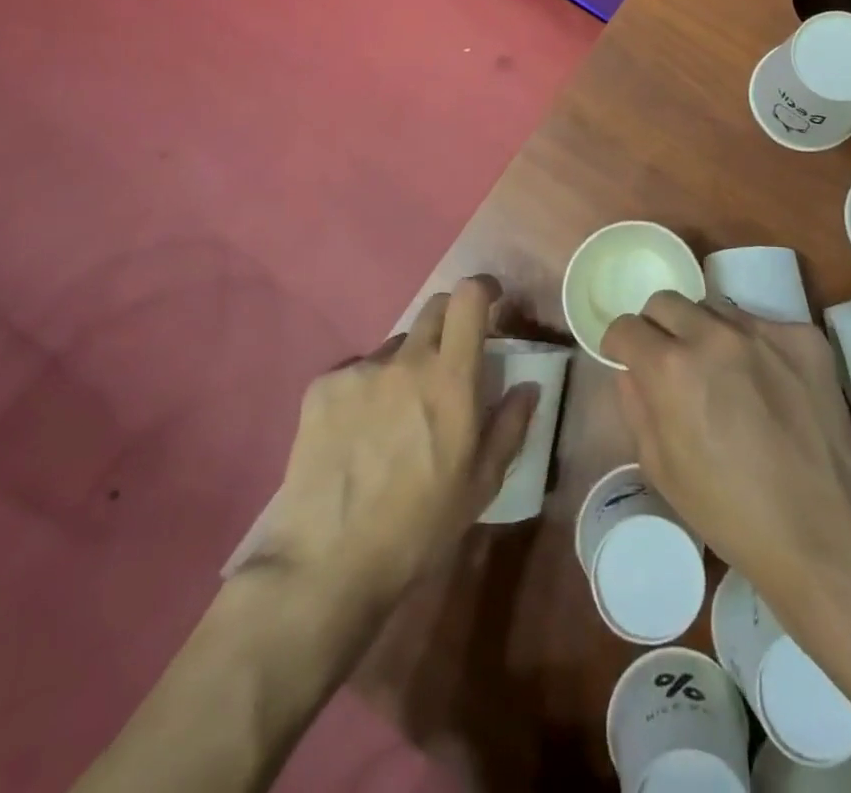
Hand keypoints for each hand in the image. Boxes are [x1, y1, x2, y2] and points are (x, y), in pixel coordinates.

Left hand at [248, 277, 538, 609]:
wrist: (328, 562)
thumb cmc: (419, 526)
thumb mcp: (481, 484)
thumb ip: (510, 425)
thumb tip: (528, 386)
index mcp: (451, 378)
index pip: (469, 298)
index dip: (484, 288)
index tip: (492, 300)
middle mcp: (406, 360)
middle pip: (433, 308)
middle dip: (450, 322)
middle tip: (450, 361)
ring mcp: (360, 370)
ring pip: (394, 346)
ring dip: (406, 364)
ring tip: (397, 414)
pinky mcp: (322, 387)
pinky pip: (356, 372)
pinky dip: (366, 389)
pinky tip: (357, 433)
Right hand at [603, 292, 850, 601]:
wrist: (822, 532)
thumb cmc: (729, 511)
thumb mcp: (660, 468)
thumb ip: (636, 405)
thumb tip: (632, 370)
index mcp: (671, 368)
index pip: (626, 326)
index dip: (621, 345)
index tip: (628, 360)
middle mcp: (714, 335)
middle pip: (667, 302)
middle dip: (659, 328)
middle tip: (672, 363)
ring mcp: (764, 331)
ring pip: (716, 310)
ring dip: (707, 333)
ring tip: (725, 375)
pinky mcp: (805, 338)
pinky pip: (763, 326)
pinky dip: (755, 347)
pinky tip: (769, 385)